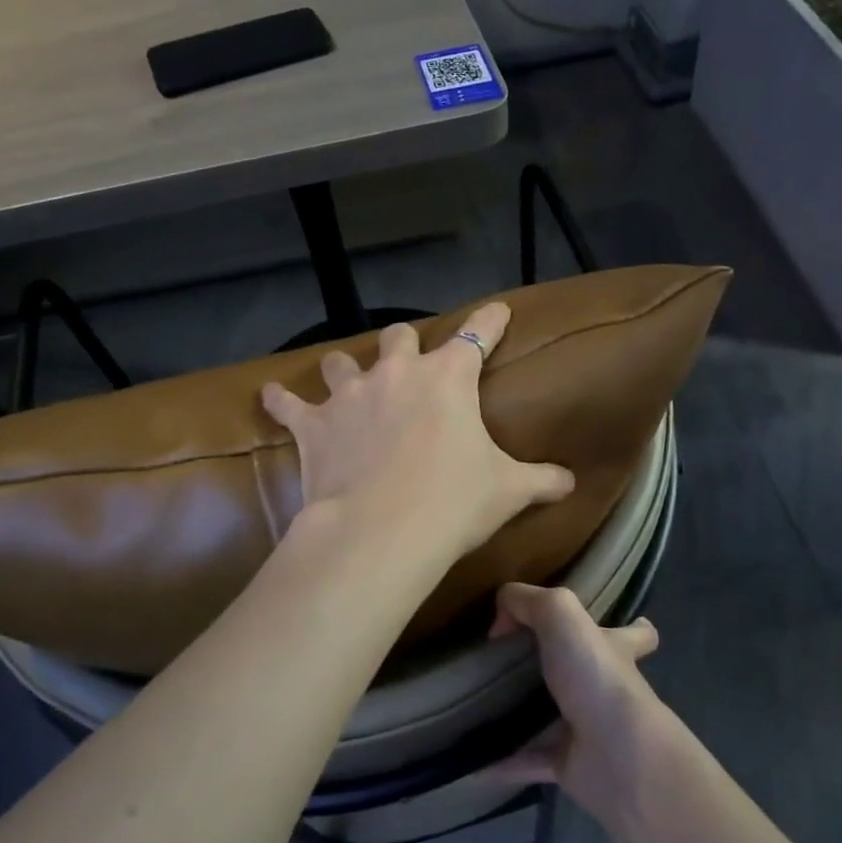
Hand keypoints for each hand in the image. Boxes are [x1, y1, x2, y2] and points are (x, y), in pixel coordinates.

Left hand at [260, 303, 574, 563]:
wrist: (382, 532)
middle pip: (399, 337)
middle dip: (405, 344)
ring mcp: (350, 396)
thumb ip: (541, 480)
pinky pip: (287, 403)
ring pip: (341, 362)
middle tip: (409, 358)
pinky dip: (280, 401)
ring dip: (345, 369)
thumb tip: (571, 483)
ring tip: (346, 377)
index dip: (490, 321)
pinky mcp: (313, 425)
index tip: (497, 311)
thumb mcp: (507, 491)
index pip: (478, 335)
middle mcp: (396, 374)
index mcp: (448, 379)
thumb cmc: (453, 502)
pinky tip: (270, 396)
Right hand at [488, 582, 666, 820]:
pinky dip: (504, 759)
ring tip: (482, 702)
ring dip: (524, 713)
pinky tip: (475, 754)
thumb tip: (502, 620)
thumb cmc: (595, 676)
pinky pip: (529, 759)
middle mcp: (607, 689)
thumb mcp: (560, 613)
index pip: (635, 634)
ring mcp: (590, 730)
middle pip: (589, 674)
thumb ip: (528, 601)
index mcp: (615, 649)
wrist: (616, 757)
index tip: (608, 624)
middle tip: (515, 663)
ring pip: (554, 717)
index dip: (630, 626)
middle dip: (560, 668)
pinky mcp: (569, 765)